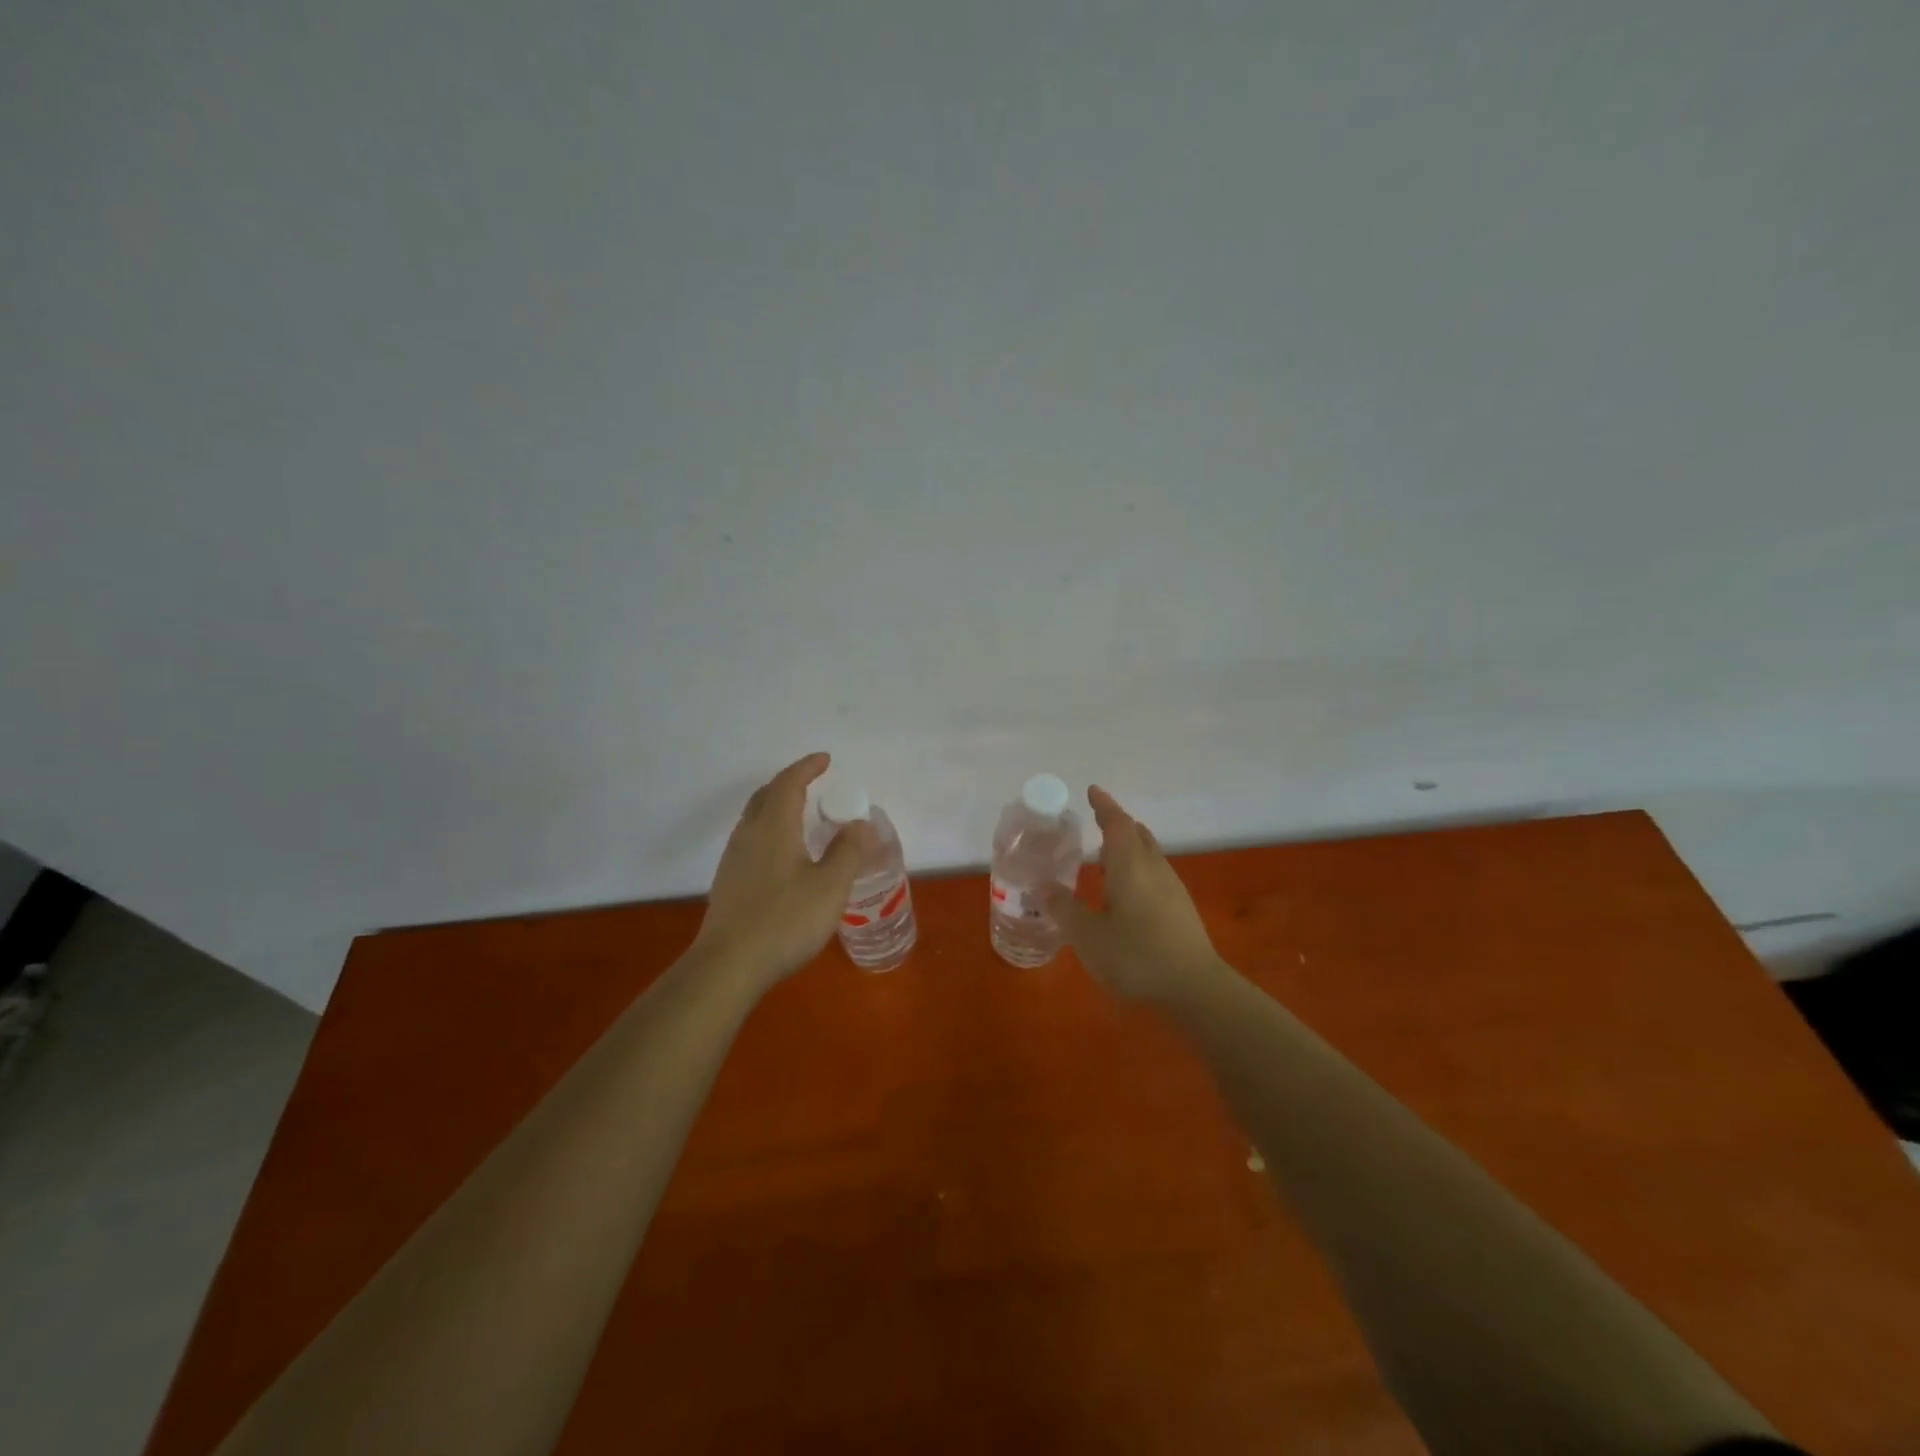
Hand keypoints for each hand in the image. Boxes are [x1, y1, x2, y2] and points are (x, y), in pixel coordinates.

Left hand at [693, 753, 874, 988]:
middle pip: (766, 796)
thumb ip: (848, 852)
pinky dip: (770, 832)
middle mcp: (749, 835)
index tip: (825, 760)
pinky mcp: (728, 883)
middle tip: (811, 784)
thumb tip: (859, 824)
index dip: (807, 768)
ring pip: (755, 819)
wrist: (728, 965)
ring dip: (777, 808)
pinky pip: (751, 842)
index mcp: (774, 827)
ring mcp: (734, 860)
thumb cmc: (784, 920)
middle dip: (789, 784)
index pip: (789, 783)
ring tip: (800, 818)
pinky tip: (783, 857)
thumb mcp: (830, 887)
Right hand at [1047, 786, 1226, 1002]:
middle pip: (1137, 834)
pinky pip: (1155, 872)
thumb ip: (1064, 908)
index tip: (1092, 791)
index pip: (1116, 824)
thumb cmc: (1135, 956)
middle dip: (1116, 824)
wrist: (1195, 988)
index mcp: (1129, 865)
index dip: (1104, 806)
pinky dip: (1137, 867)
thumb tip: (1044, 886)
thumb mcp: (1087, 935)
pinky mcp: (1181, 908)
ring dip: (1128, 846)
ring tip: (1106, 855)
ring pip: (1149, 853)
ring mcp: (1172, 888)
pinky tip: (1126, 890)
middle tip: (1096, 822)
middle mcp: (1153, 868)